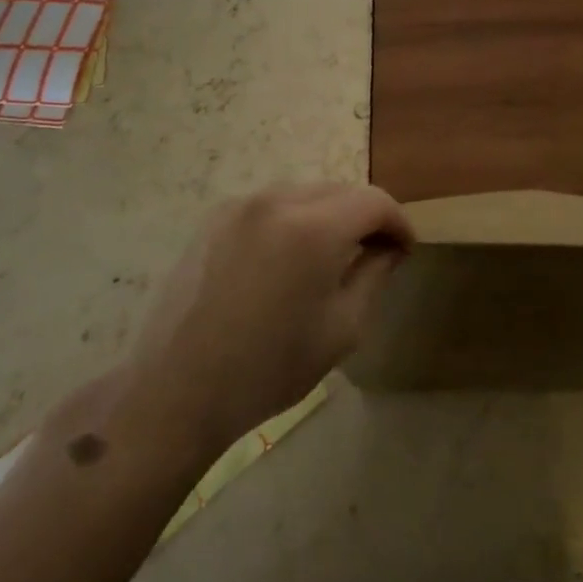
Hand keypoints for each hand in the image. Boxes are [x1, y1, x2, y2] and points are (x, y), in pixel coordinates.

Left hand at [122, 183, 412, 458]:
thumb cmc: (269, 367)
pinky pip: (271, 205)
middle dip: (365, 216)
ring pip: (305, 194)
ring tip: (332, 255)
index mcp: (313, 228)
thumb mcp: (342, 328)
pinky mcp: (213, 219)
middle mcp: (277, 201)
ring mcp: (239, 206)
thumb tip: (388, 248)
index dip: (398, 221)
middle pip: (340, 190)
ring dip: (329, 215)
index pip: (374, 201)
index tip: (405, 249)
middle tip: (375, 252)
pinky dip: (293, 219)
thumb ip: (373, 275)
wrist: (176, 391)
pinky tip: (289, 258)